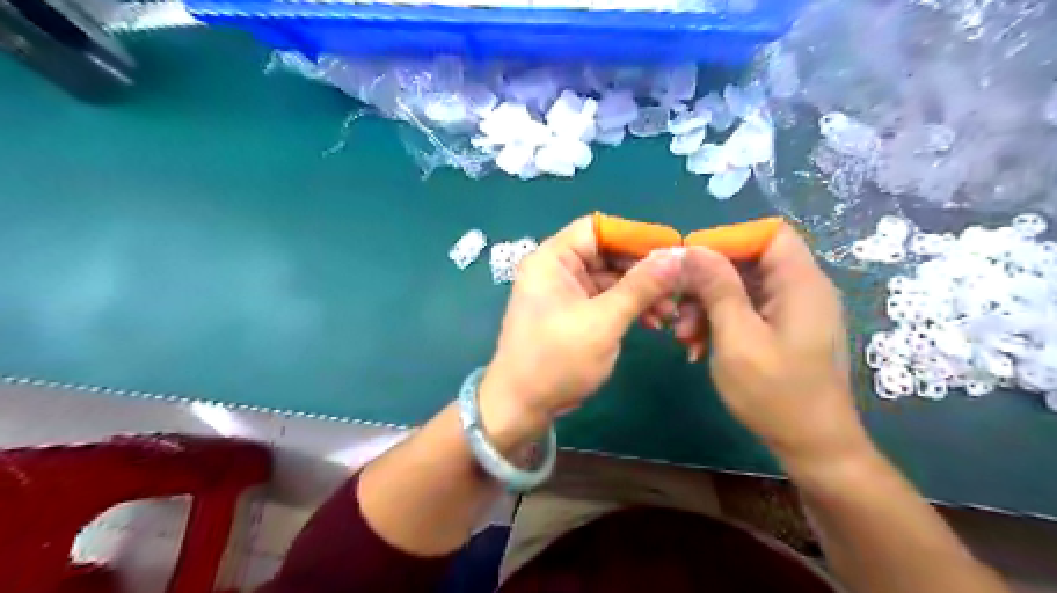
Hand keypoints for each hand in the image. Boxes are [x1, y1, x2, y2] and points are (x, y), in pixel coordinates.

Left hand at [482, 216, 680, 450]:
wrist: (522, 407)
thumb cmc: (557, 360)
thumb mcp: (603, 321)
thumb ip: (640, 287)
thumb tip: (676, 256)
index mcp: (552, 259)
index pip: (598, 229)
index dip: (635, 236)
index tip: (673, 250)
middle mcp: (556, 269)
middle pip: (607, 253)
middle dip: (643, 270)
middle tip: (678, 286)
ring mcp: (564, 292)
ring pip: (610, 279)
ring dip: (641, 292)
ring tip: (670, 312)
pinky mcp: (573, 313)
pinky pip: (606, 299)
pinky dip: (629, 307)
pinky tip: (653, 321)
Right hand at [677, 223, 866, 467]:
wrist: (813, 447)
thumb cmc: (775, 394)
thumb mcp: (737, 338)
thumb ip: (718, 289)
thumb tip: (695, 249)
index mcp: (800, 284)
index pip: (767, 234)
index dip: (726, 241)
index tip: (690, 264)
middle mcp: (801, 289)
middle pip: (749, 261)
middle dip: (708, 281)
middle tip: (678, 308)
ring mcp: (793, 311)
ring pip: (742, 287)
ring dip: (708, 306)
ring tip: (684, 336)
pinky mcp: (784, 330)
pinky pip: (747, 311)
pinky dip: (720, 322)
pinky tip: (699, 346)